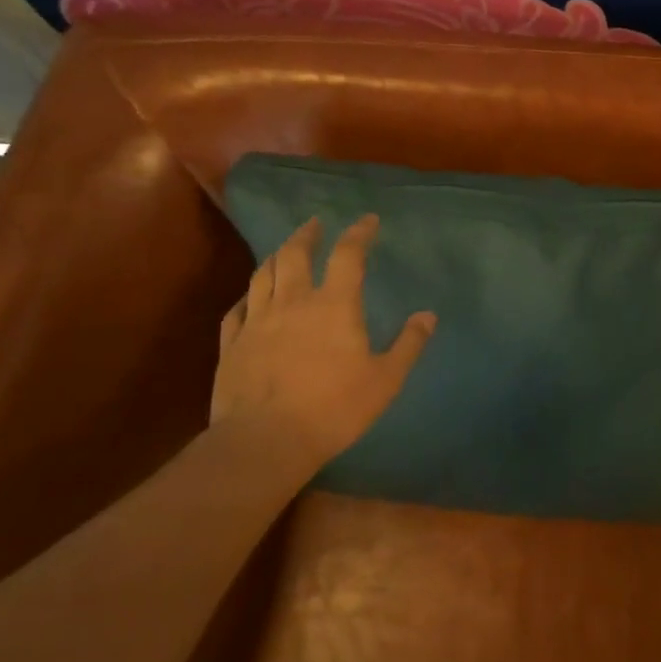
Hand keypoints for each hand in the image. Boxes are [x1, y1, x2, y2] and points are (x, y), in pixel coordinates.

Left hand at [209, 214, 434, 478]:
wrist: (265, 441)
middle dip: (307, 234)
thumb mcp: (385, 380)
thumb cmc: (334, 409)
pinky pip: (236, 310)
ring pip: (263, 275)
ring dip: (277, 256)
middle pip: (296, 255)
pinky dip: (247, 296)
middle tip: (315, 224)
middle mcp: (293, 303)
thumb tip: (428, 316)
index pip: (348, 255)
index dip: (359, 233)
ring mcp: (257, 321)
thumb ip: (408, 345)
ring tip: (285, 250)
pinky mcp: (232, 345)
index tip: (368, 220)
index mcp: (334, 306)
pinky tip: (249, 298)